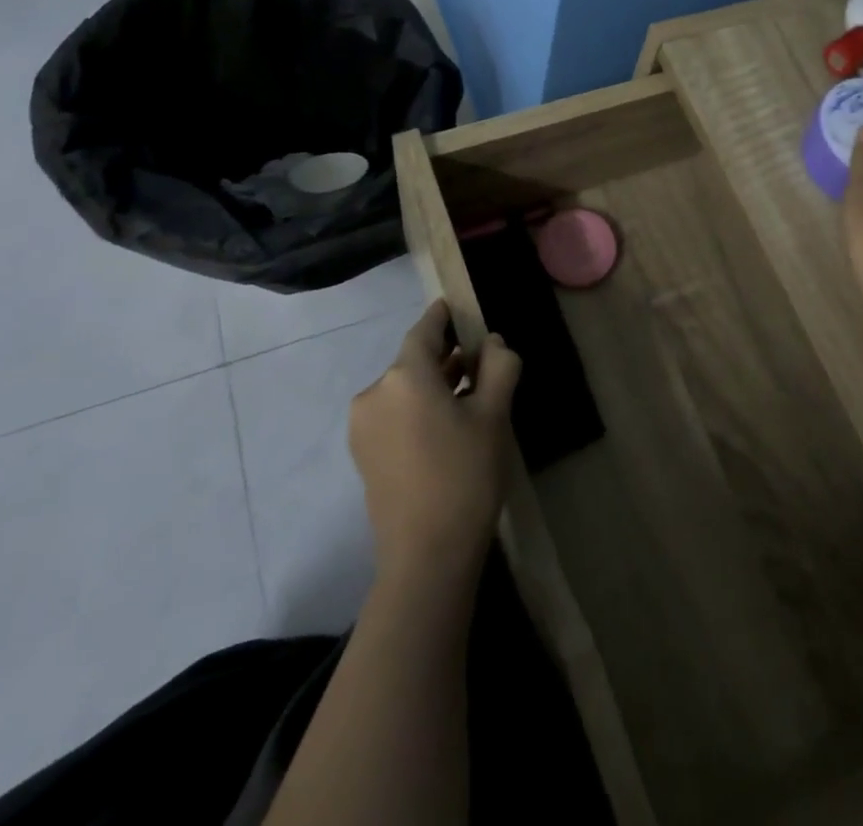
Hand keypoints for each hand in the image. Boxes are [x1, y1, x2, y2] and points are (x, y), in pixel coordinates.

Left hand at [350, 299, 520, 582]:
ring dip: (434, 383)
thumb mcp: (494, 415)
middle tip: (481, 358)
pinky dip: (418, 407)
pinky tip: (447, 423)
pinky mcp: (364, 454)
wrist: (426, 557)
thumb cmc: (465, 475)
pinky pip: (394, 413)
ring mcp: (364, 427)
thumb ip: (498, 367)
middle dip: (446, 355)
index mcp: (405, 376)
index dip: (442, 316)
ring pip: (404, 389)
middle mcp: (375, 393)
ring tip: (470, 391)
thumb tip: (493, 342)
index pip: (425, 331)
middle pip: (414, 361)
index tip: (454, 305)